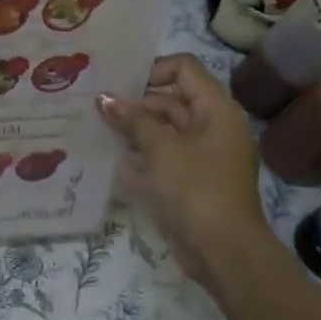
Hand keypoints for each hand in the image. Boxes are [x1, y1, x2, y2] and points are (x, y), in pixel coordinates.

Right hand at [97, 54, 272, 278]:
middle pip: (171, 100)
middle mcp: (213, 126)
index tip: (118, 85)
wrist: (223, 251)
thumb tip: (105, 99)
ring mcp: (203, 155)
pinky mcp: (192, 179)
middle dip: (135, 104)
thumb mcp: (161, 150)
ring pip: (164, 130)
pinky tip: (115, 162)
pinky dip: (142, 156)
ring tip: (98, 132)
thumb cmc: (195, 189)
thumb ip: (132, 120)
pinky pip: (164, 157)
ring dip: (135, 131)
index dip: (151, 70)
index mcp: (216, 110)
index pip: (184, 69)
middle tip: (97, 110)